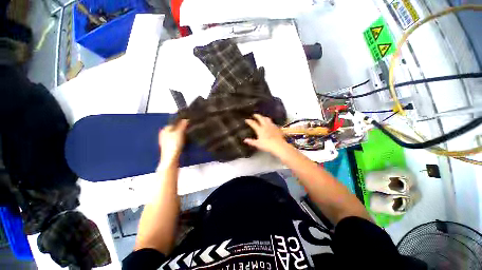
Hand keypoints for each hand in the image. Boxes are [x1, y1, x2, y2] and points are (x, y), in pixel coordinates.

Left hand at [159, 119, 188, 164]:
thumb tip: (185, 118)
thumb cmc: (174, 144)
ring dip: (181, 134)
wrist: (171, 158)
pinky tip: (184, 141)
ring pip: (175, 134)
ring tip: (188, 134)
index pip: (173, 122)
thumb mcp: (179, 132)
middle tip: (189, 128)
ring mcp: (166, 141)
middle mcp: (164, 134)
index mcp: (165, 129)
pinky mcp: (169, 147)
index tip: (188, 122)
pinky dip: (180, 139)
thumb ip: (182, 125)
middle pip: (174, 129)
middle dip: (181, 128)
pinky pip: (176, 140)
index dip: (180, 122)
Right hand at [244, 114, 289, 155]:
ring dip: (264, 117)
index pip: (253, 123)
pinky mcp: (277, 128)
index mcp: (260, 129)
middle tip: (254, 114)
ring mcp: (272, 126)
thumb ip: (251, 141)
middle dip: (257, 116)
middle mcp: (266, 126)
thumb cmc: (267, 145)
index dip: (249, 121)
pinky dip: (270, 122)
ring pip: (267, 119)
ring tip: (262, 117)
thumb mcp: (258, 144)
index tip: (246, 120)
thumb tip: (245, 140)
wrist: (279, 145)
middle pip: (261, 118)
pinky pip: (273, 123)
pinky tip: (270, 123)